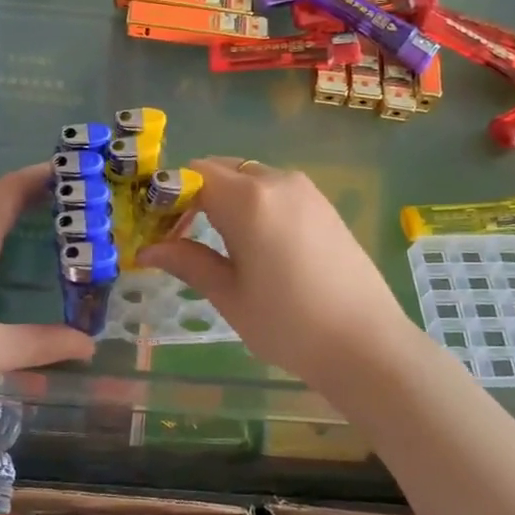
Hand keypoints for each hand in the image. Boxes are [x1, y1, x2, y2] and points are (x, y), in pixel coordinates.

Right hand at [140, 157, 421, 395]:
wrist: (367, 345)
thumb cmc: (289, 324)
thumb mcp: (229, 294)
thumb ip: (187, 261)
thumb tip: (146, 251)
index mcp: (249, 199)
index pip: (192, 174)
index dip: (167, 195)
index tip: (156, 229)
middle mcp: (277, 181)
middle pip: (220, 170)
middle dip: (193, 195)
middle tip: (179, 237)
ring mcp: (306, 191)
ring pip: (248, 178)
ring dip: (223, 199)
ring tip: (214, 243)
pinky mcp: (323, 205)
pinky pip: (274, 191)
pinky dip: (252, 204)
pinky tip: (252, 243)